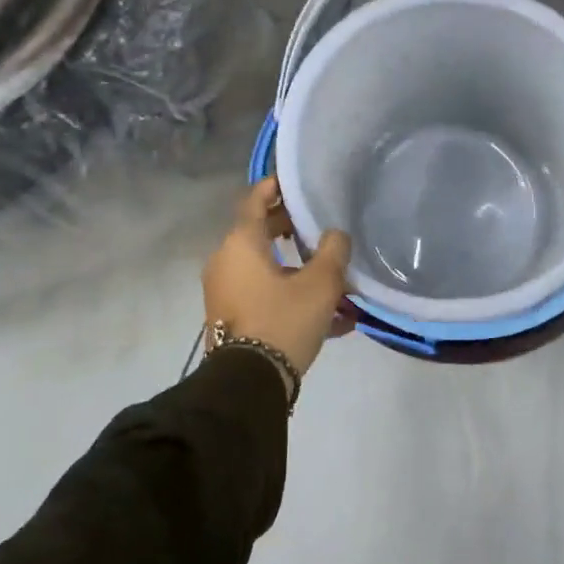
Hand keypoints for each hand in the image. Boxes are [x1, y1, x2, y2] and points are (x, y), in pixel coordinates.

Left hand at [202, 179, 352, 375]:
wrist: (249, 383)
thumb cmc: (283, 320)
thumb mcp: (320, 284)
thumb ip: (333, 251)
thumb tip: (335, 235)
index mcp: (241, 244)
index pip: (254, 200)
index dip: (274, 187)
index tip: (294, 180)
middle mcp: (227, 262)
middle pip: (261, 234)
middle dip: (293, 230)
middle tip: (321, 227)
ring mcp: (226, 292)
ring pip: (268, 269)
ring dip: (299, 270)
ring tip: (337, 281)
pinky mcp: (233, 319)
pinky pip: (266, 296)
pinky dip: (293, 297)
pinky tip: (334, 319)